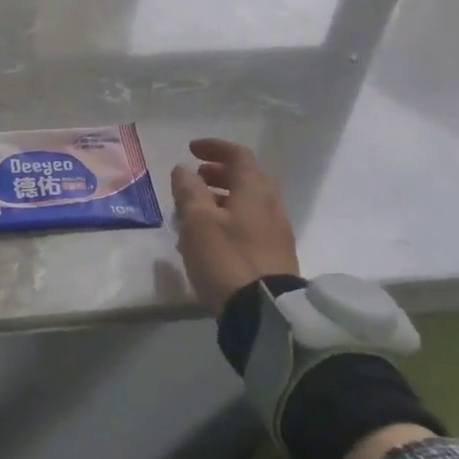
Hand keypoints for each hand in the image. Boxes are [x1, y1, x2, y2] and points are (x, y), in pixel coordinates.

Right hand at [170, 138, 300, 314]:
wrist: (265, 310)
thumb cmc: (226, 258)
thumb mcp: (198, 222)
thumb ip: (190, 191)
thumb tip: (183, 169)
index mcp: (254, 190)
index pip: (238, 155)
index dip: (214, 148)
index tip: (191, 150)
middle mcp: (270, 204)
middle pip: (246, 178)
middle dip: (218, 174)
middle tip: (194, 180)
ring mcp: (276, 231)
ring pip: (248, 203)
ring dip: (222, 198)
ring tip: (194, 212)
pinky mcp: (274, 254)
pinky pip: (250, 224)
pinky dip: (229, 219)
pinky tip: (210, 238)